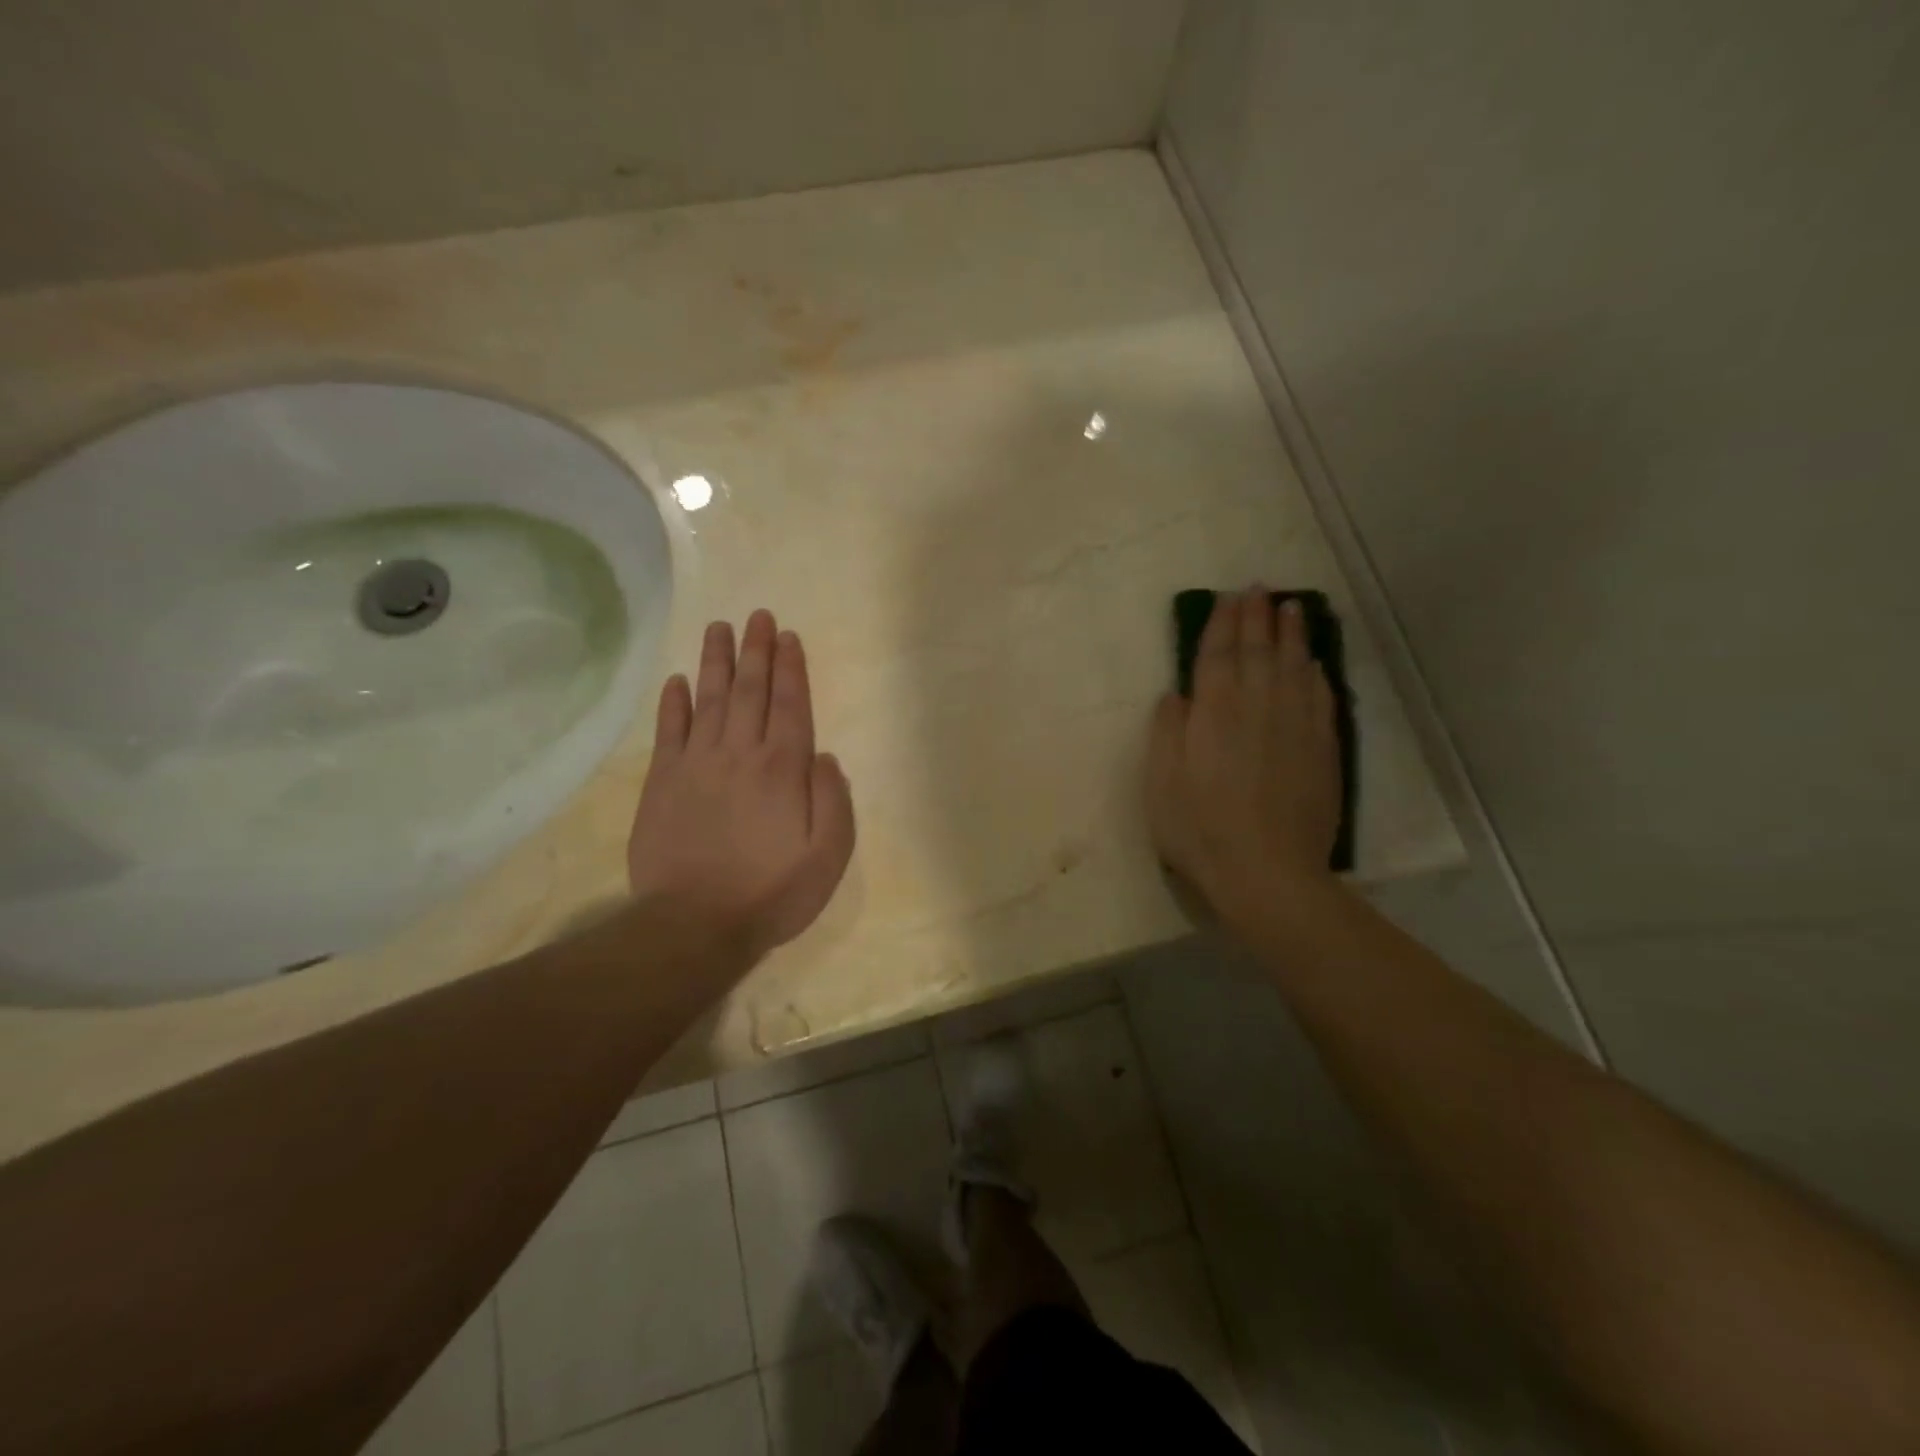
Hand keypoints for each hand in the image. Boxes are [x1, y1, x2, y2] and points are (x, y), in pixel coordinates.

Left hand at [628, 610, 855, 961]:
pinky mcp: (662, 783)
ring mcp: (697, 765)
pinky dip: (673, 704)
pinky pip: (669, 732)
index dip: (790, 668)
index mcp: (783, 769)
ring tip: (719, 629)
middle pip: (749, 691)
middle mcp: (740, 753)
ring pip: (709, 700)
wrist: (695, 924)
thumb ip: (833, 800)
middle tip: (757, 616)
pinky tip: (677, 681)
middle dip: (756, 651)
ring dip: (716, 662)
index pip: (791, 704)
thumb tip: (824, 757)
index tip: (787, 636)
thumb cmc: (772, 892)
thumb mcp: (828, 855)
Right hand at [1147, 588, 1341, 923]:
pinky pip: (1321, 698)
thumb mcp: (1160, 783)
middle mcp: (1257, 707)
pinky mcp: (1322, 749)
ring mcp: (1295, 726)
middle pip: (1258, 651)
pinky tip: (1314, 663)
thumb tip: (1177, 694)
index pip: (1218, 655)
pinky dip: (1316, 674)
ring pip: (1294, 667)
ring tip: (1291, 608)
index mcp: (1214, 712)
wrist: (1268, 872)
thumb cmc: (1199, 829)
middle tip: (1258, 590)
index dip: (1221, 624)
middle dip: (1256, 617)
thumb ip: (1167, 731)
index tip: (1227, 598)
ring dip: (1291, 634)